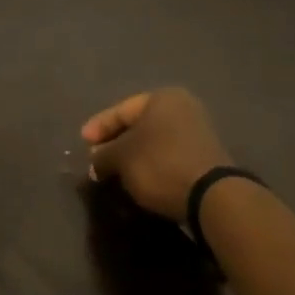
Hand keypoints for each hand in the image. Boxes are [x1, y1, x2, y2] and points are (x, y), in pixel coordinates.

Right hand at [82, 88, 230, 220]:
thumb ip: (102, 155)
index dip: (98, 127)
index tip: (82, 143)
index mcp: (162, 98)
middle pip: (138, 125)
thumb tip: (95, 161)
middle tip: (96, 159)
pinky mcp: (204, 156)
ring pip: (152, 142)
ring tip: (114, 172)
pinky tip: (138, 178)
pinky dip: (150, 164)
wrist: (211, 196)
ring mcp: (197, 132)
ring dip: (132, 156)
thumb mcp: (121, 158)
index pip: (120, 110)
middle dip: (115, 143)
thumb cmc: (160, 164)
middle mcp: (182, 108)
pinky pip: (167, 155)